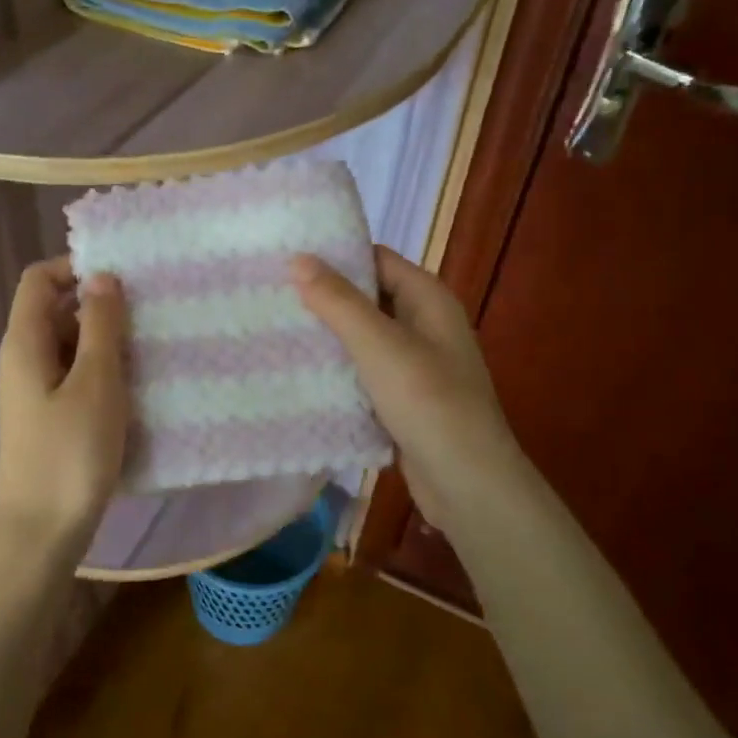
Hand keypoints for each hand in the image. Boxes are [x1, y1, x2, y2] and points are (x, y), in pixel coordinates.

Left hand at [0, 257, 128, 559]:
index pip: (39, 279)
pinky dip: (102, 373)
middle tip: (149, 318)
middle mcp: (23, 360)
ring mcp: (35, 391)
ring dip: (107, 343)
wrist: (41, 533)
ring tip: (151, 351)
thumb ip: (100, 326)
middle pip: (57, 310)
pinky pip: (75, 378)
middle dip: (101, 308)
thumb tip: (101, 276)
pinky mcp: (49, 417)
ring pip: (71, 347)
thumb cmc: (70, 454)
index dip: (77, 268)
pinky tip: (135, 389)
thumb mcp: (95, 383)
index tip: (124, 280)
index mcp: (25, 342)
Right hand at [292, 246, 521, 535]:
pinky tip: (299, 372)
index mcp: (428, 299)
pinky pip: (363, 372)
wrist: (467, 482)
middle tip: (270, 294)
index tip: (286, 256)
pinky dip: (337, 369)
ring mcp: (414, 363)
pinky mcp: (402, 398)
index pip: (376, 259)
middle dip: (323, 297)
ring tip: (274, 328)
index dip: (335, 255)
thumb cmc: (428, 402)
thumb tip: (298, 258)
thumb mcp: (380, 345)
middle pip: (367, 298)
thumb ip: (338, 302)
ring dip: (327, 335)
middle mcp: (424, 324)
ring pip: (362, 338)